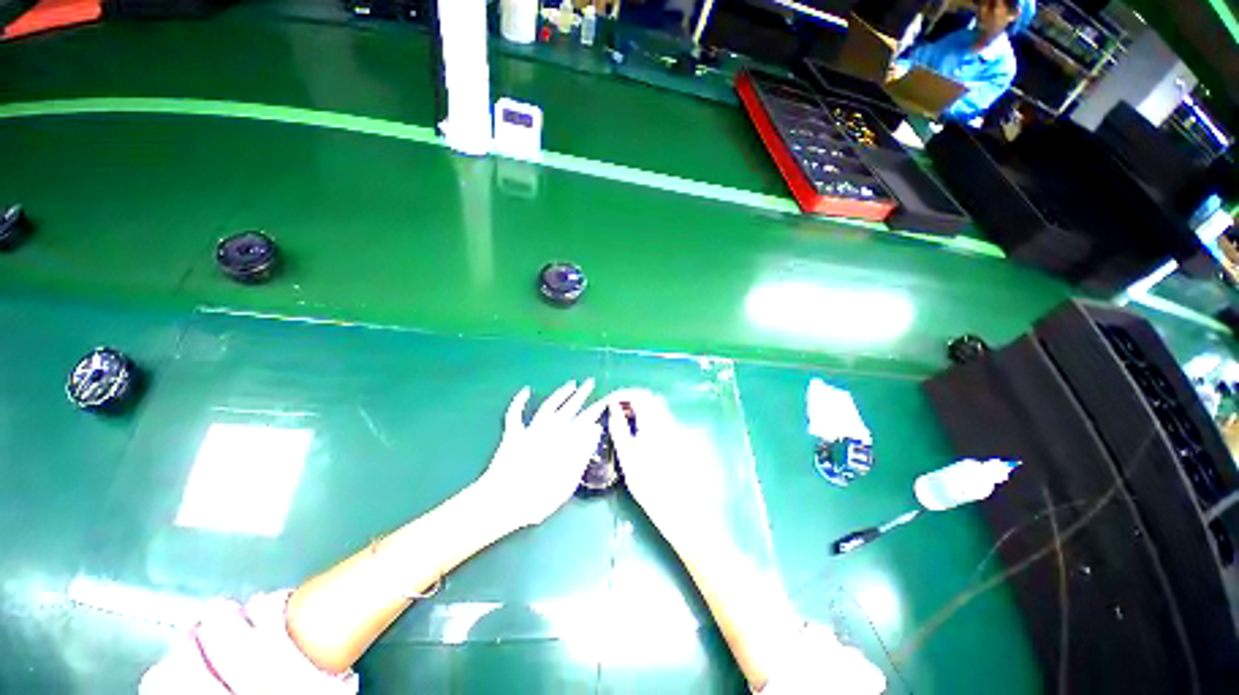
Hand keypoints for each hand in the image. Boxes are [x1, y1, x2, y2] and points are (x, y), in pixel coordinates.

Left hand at [479, 380, 606, 528]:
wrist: (504, 501)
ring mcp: (530, 429)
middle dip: (582, 393)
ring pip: (548, 405)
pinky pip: (515, 413)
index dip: (597, 408)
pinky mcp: (512, 434)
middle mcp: (550, 429)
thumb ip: (583, 452)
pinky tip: (526, 390)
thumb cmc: (540, 495)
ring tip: (570, 384)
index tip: (607, 399)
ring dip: (560, 393)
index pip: (587, 419)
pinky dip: (519, 400)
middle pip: (569, 407)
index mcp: (566, 440)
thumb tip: (595, 429)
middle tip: (590, 382)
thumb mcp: (569, 478)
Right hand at [605, 389, 728, 546]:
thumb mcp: (628, 458)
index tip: (610, 403)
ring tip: (626, 423)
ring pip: (658, 410)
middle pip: (650, 399)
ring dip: (641, 410)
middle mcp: (670, 421)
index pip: (639, 395)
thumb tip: (613, 408)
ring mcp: (679, 430)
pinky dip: (650, 420)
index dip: (623, 394)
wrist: (685, 511)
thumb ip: (619, 429)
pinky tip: (643, 436)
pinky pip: (664, 421)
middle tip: (616, 412)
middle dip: (632, 400)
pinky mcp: (684, 440)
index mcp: (655, 423)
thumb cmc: (651, 486)